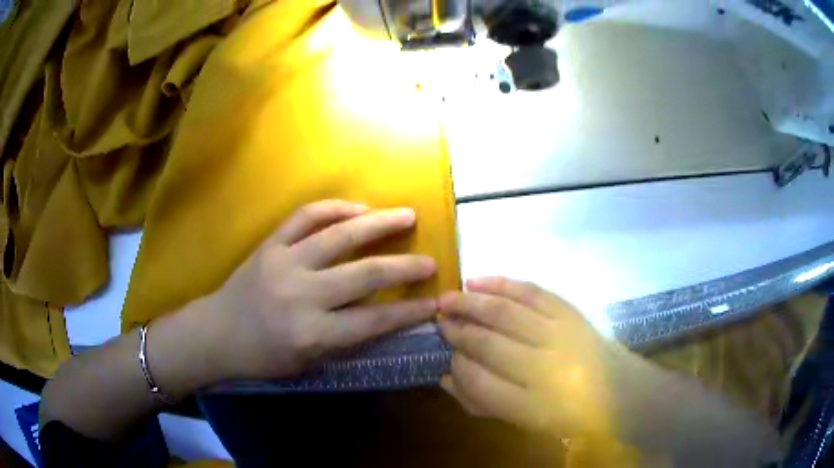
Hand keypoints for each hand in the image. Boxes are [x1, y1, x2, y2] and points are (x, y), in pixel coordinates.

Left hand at [199, 199, 438, 380]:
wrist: (216, 333)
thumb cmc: (263, 357)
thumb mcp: (307, 363)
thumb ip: (345, 339)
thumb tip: (383, 312)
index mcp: (312, 334)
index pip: (373, 320)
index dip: (408, 311)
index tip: (433, 303)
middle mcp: (302, 295)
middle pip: (365, 274)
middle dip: (405, 267)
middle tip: (430, 260)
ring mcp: (284, 263)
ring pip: (340, 235)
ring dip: (379, 223)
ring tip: (406, 215)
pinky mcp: (270, 244)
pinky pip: (306, 216)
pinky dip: (335, 208)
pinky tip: (358, 207)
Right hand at [438, 277, 636, 437]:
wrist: (618, 389)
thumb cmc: (568, 413)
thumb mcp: (523, 421)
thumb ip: (481, 403)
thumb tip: (446, 378)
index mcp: (532, 406)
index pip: (480, 381)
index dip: (457, 365)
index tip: (447, 355)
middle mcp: (545, 369)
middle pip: (489, 343)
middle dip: (458, 330)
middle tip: (440, 321)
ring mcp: (560, 335)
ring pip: (505, 312)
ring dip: (471, 303)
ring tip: (448, 299)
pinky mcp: (570, 312)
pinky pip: (530, 292)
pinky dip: (501, 283)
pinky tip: (478, 280)